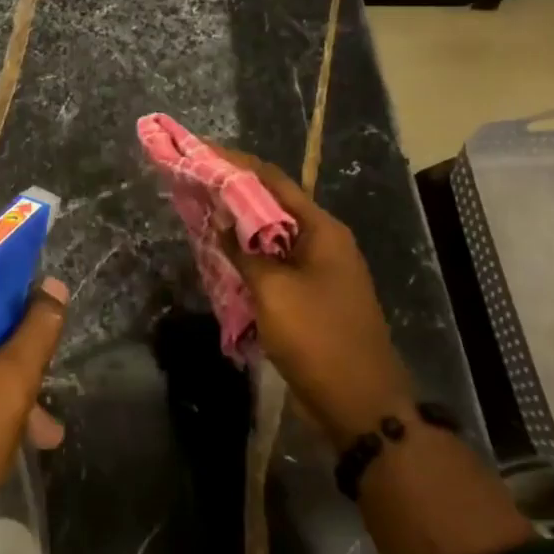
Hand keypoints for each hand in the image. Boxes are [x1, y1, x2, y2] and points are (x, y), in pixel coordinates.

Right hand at [215, 146, 415, 446]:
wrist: (360, 404)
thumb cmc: (318, 339)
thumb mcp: (274, 291)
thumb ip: (245, 250)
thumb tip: (223, 216)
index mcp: (322, 230)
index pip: (274, 181)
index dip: (236, 163)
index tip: (201, 150)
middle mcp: (324, 242)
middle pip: (273, 204)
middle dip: (233, 191)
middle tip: (194, 180)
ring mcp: (320, 270)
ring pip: (272, 234)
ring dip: (239, 224)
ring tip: (200, 211)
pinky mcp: (312, 295)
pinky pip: (275, 262)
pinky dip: (248, 255)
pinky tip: (221, 255)